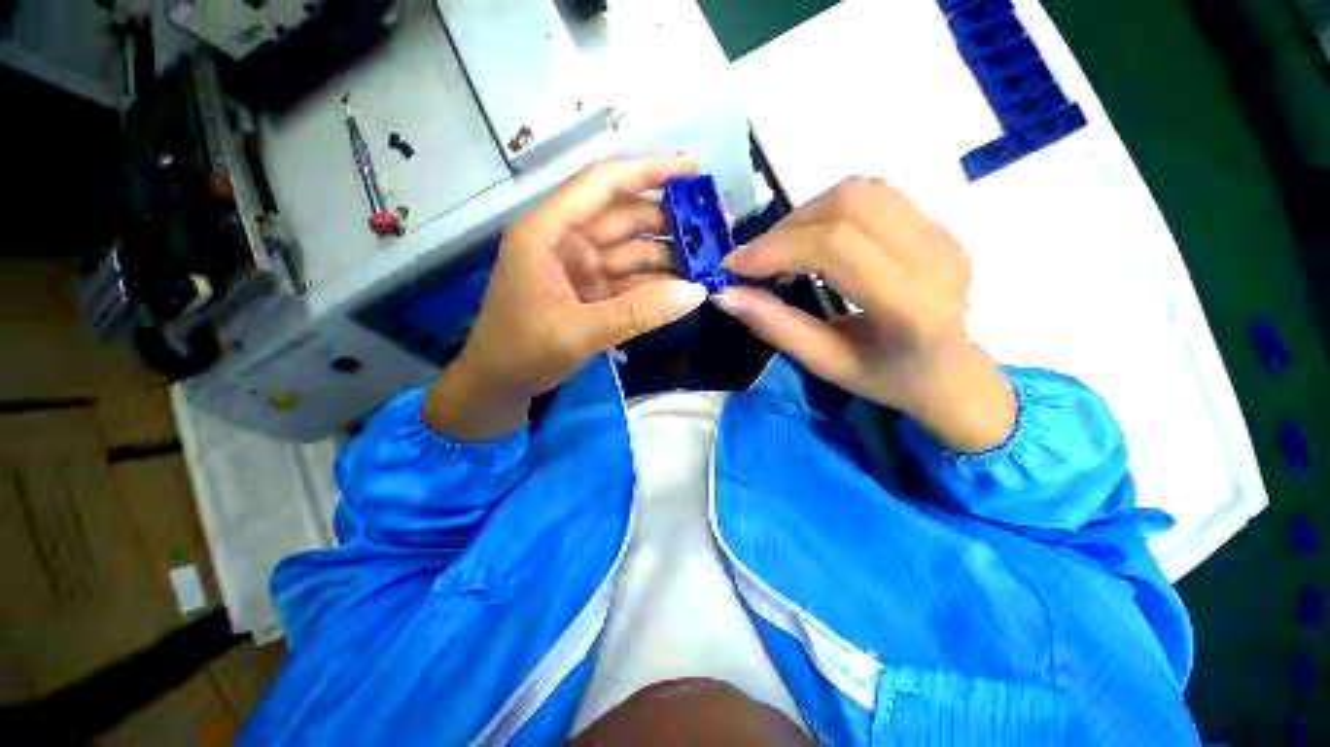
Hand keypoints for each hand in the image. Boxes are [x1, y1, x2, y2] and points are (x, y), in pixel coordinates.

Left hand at [424, 155, 708, 439]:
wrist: (499, 386)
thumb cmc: (522, 353)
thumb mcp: (578, 333)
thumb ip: (637, 312)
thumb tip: (696, 291)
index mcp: (548, 232)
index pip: (603, 184)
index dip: (649, 170)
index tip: (694, 167)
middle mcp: (567, 241)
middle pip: (625, 217)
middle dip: (671, 220)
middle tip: (718, 228)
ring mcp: (582, 267)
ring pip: (633, 250)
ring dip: (670, 254)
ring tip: (711, 259)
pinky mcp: (592, 291)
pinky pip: (631, 279)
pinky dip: (657, 282)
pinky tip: (686, 285)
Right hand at [714, 177, 1015, 452]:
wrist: (950, 373)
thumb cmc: (885, 379)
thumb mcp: (823, 363)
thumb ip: (774, 326)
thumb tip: (724, 294)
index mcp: (912, 307)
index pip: (837, 248)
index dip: (776, 248)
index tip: (734, 266)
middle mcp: (937, 258)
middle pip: (849, 204)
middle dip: (785, 229)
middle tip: (756, 260)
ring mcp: (944, 234)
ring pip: (861, 191)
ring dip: (806, 215)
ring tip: (782, 250)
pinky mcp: (939, 224)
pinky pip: (875, 196)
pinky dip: (829, 211)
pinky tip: (815, 241)